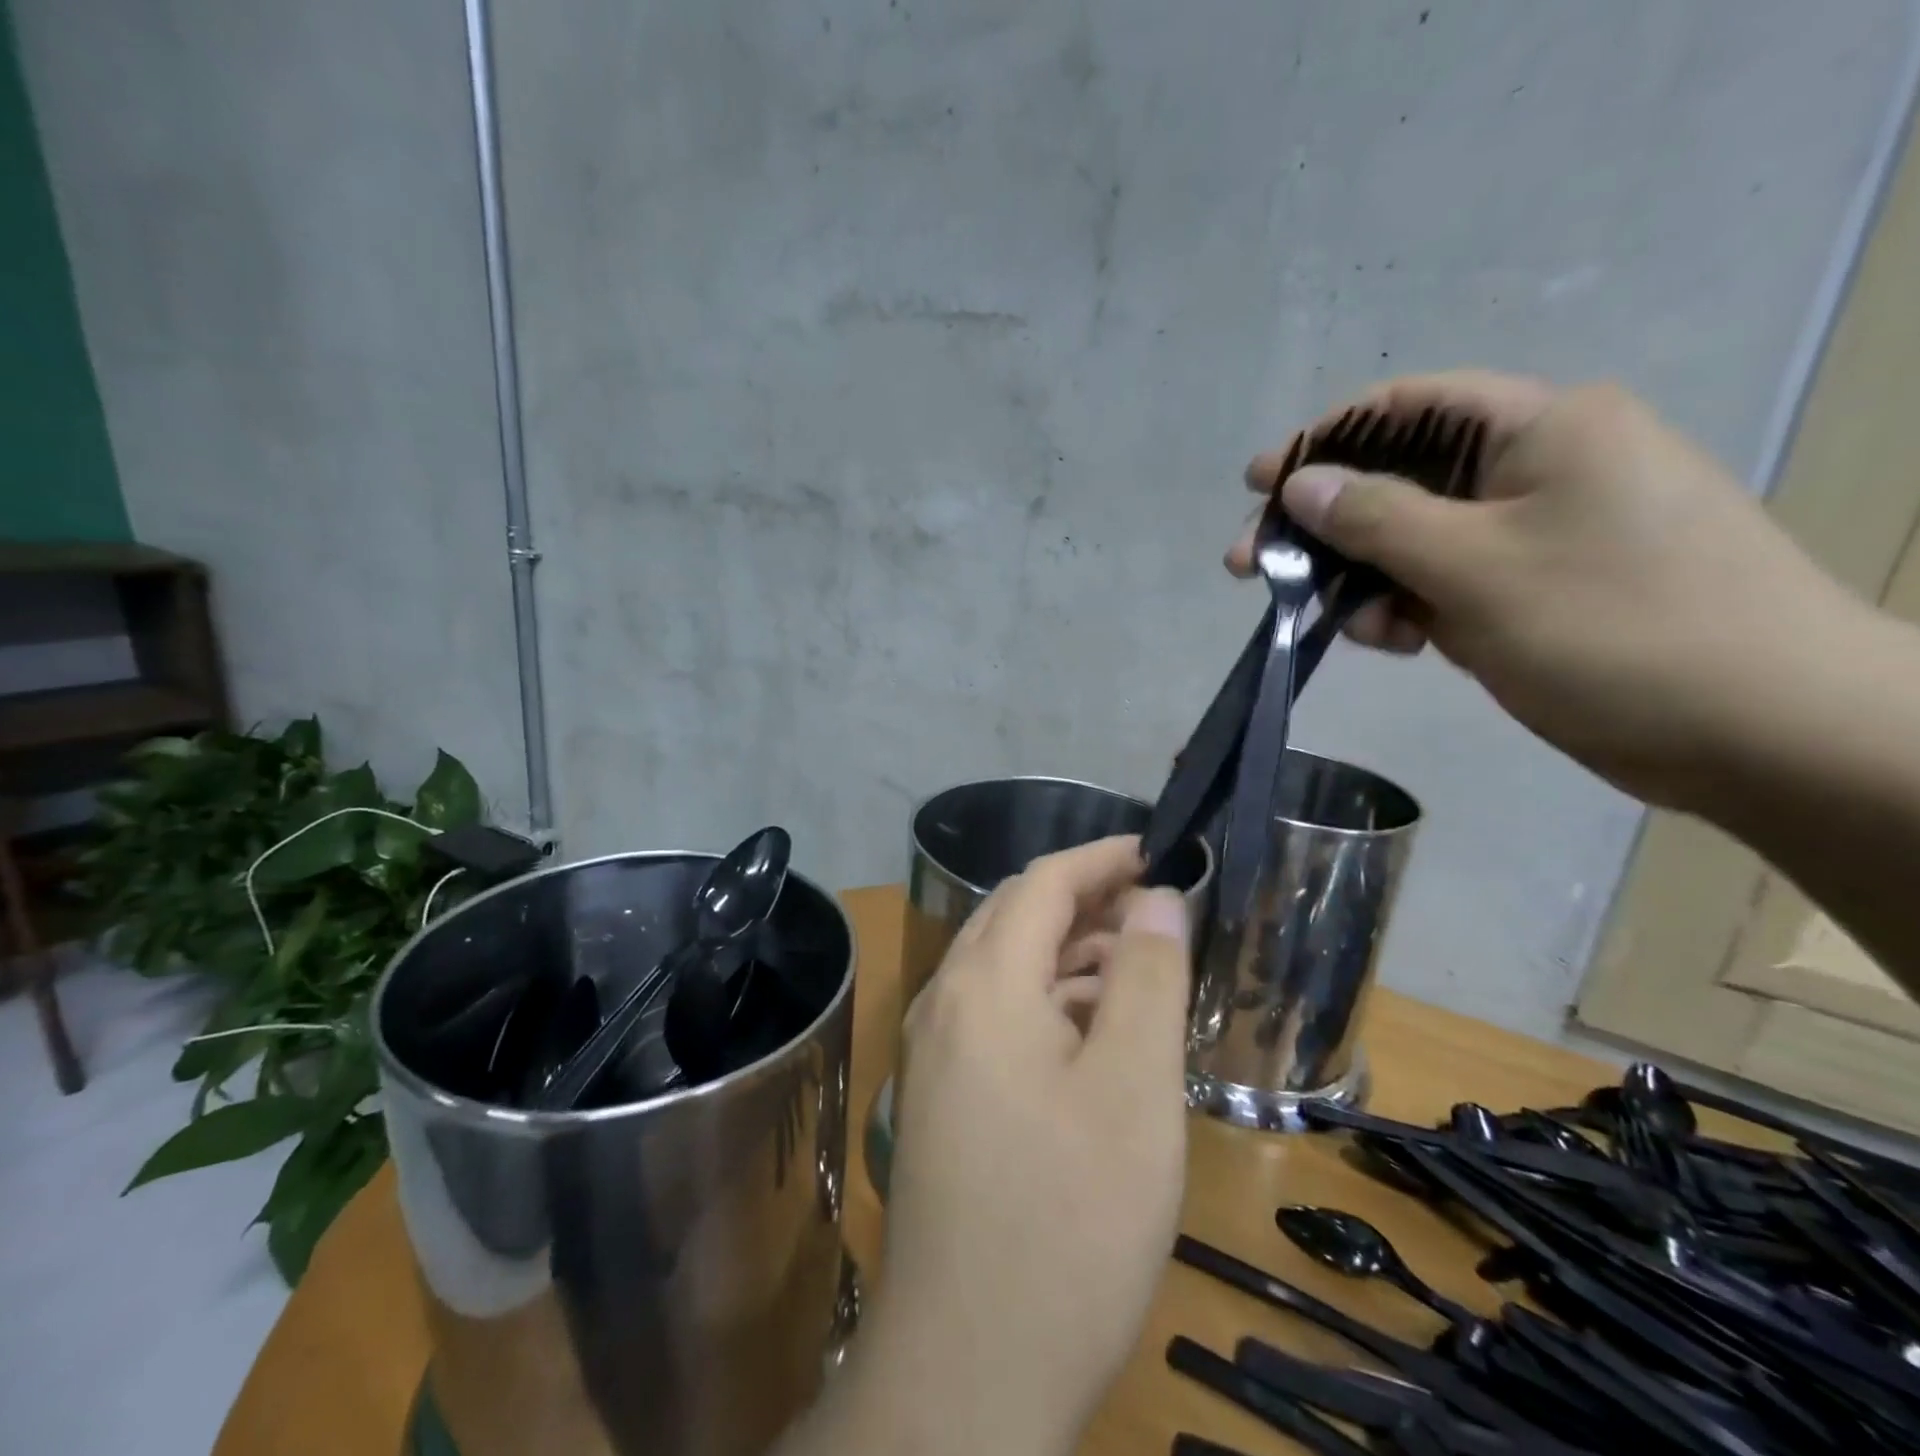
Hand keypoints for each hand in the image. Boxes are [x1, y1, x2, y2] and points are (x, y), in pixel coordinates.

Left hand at [856, 837, 1191, 1455]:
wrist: (968, 1368)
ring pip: (1006, 965)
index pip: (1043, 881)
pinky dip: (1047, 999)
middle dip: (1087, 899)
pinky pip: (996, 1013)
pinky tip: (1093, 1031)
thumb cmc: (1068, 1219)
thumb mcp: (1133, 1088)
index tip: (1160, 853)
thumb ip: (1146, 976)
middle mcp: (946, 999)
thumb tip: (1156, 896)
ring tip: (1139, 967)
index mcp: (984, 982)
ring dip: (1069, 951)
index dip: (1102, 857)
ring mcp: (935, 1048)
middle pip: (1018, 915)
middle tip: (1157, 909)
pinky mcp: (942, 1092)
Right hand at [1228, 371, 1862, 810]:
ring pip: (1418, 541)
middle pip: (1403, 480)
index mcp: (1542, 430)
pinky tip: (1400, 641)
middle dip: (1327, 525)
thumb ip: (1377, 520)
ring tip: (1353, 626)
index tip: (1258, 483)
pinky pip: (1448, 583)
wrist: (1762, 730)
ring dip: (1367, 578)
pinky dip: (1410, 608)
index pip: (1409, 409)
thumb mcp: (1474, 567)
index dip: (1325, 441)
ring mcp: (1540, 535)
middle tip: (1255, 566)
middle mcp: (1540, 470)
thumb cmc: (1613, 628)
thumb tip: (1301, 484)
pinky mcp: (1539, 591)